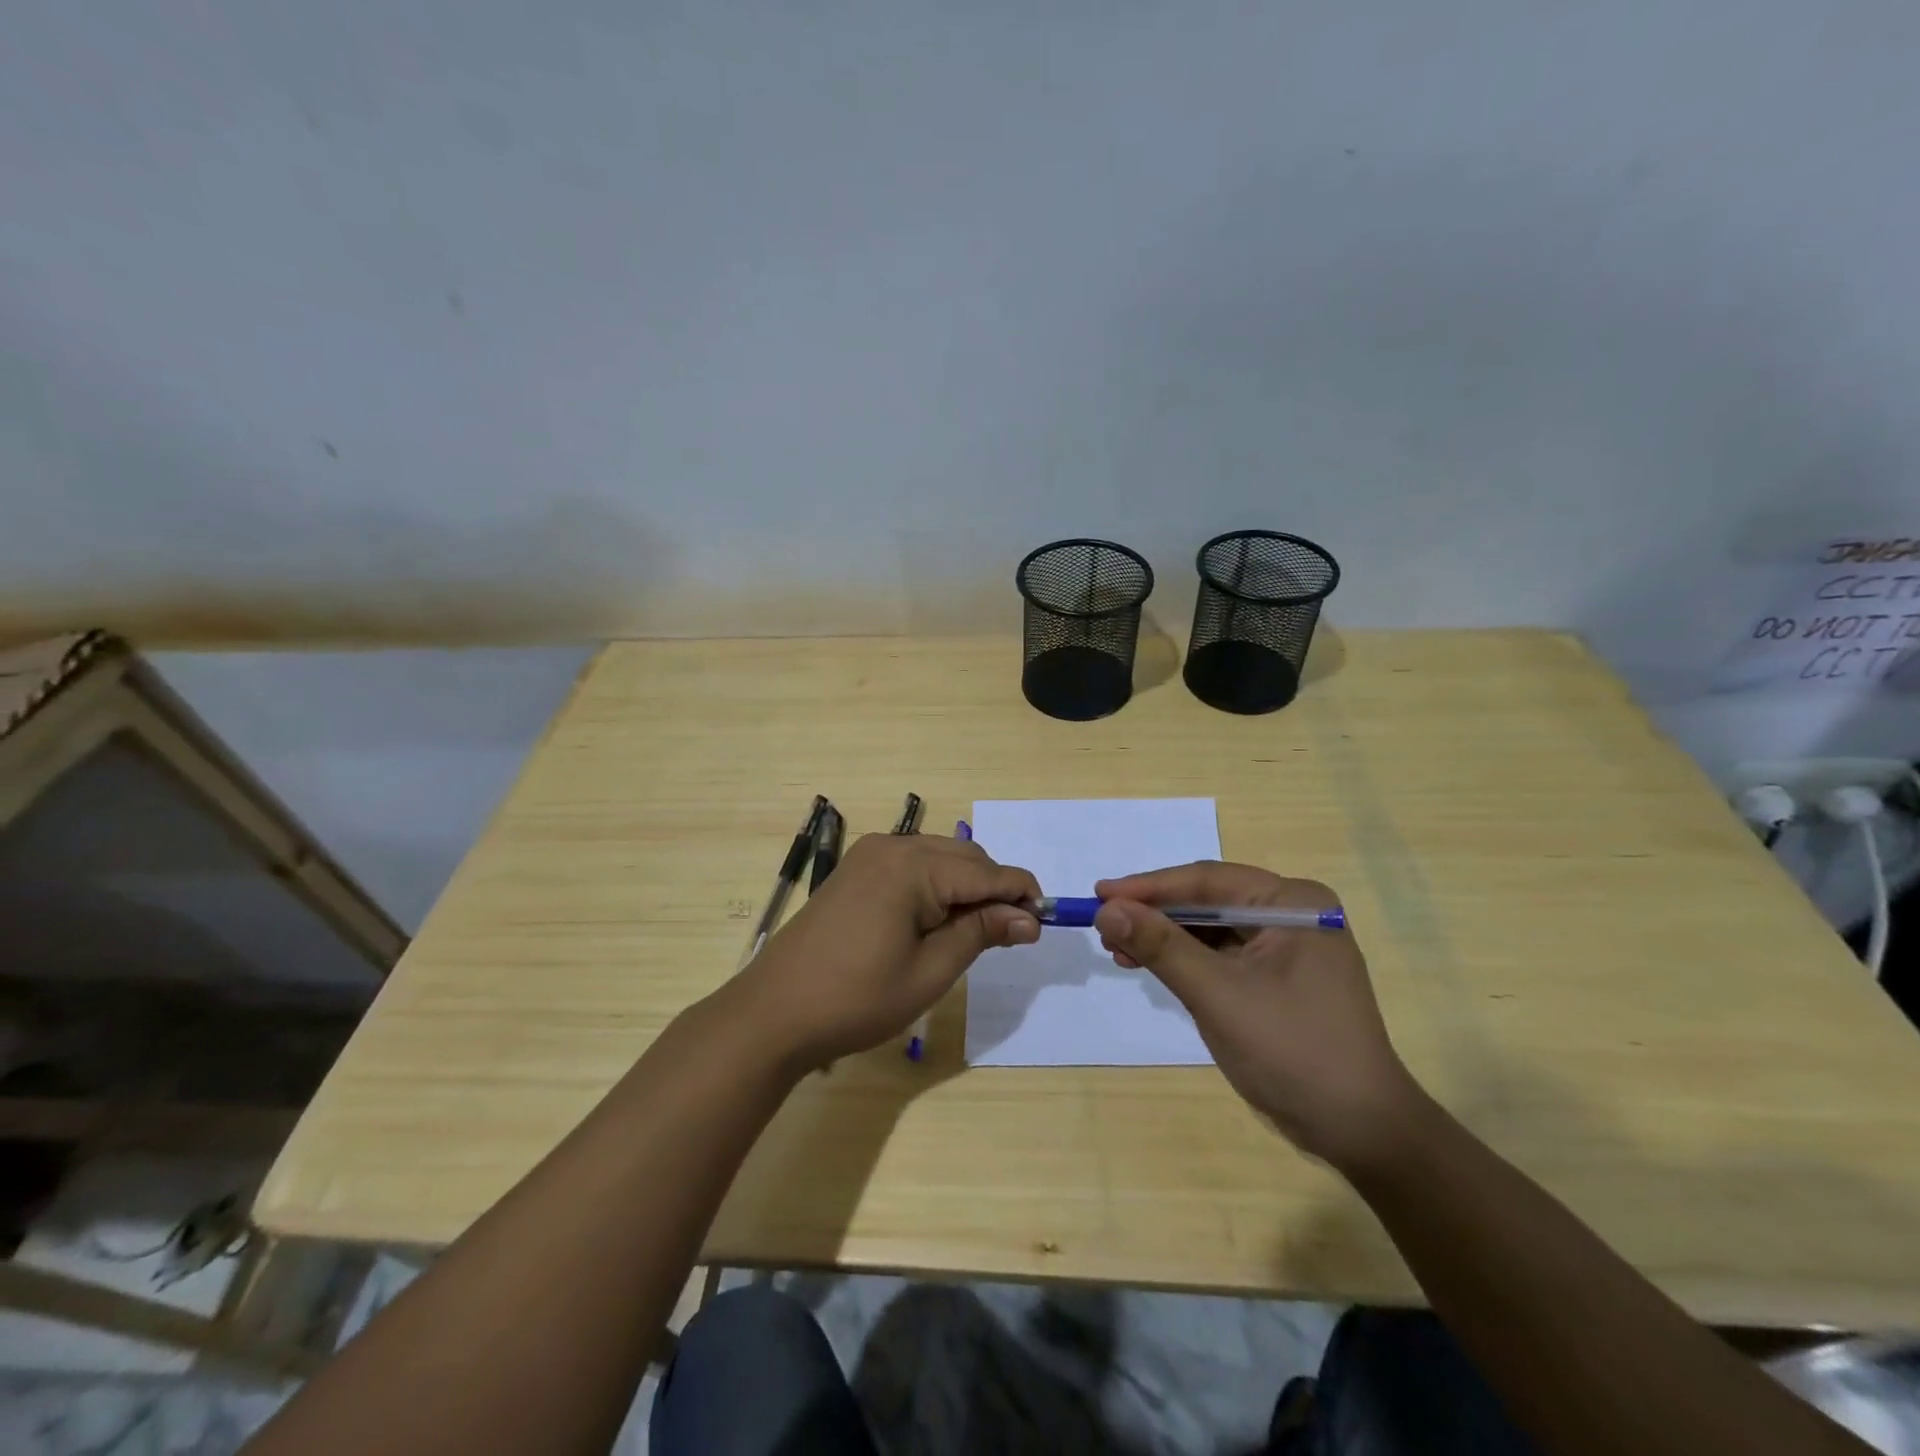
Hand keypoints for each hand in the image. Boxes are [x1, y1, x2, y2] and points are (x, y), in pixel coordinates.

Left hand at [737, 833, 1040, 1067]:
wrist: (775, 1012)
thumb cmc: (857, 998)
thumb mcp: (930, 971)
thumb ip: (981, 933)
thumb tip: (1029, 918)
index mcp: (913, 866)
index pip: (987, 872)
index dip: (1021, 895)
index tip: (1043, 925)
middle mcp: (893, 846)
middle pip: (966, 857)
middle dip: (994, 889)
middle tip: (1009, 935)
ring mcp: (870, 855)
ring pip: (940, 857)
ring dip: (966, 886)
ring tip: (974, 932)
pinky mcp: (856, 869)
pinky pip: (913, 865)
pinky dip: (936, 885)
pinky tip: (936, 920)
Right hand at [1093, 862, 1421, 1171]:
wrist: (1361, 1132)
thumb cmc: (1293, 1052)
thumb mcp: (1218, 995)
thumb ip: (1161, 946)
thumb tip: (1106, 908)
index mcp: (1293, 902)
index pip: (1207, 880)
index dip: (1148, 887)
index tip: (1099, 895)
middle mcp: (1293, 913)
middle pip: (1208, 901)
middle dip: (1154, 914)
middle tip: (1104, 925)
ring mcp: (1287, 946)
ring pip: (1211, 928)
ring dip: (1164, 937)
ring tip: (1117, 950)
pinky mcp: (1278, 977)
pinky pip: (1221, 954)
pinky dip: (1184, 960)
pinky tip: (1150, 966)